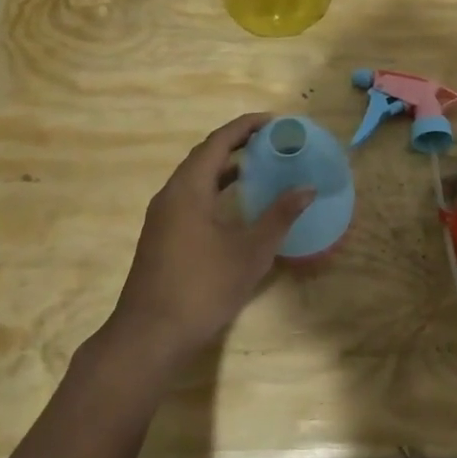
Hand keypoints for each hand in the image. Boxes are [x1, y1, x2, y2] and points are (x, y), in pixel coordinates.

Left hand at [99, 114, 312, 377]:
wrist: (149, 336)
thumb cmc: (202, 288)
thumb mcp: (250, 252)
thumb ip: (279, 216)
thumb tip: (306, 189)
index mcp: (188, 189)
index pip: (218, 142)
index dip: (245, 127)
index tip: (273, 121)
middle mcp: (170, 195)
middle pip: (204, 156)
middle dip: (236, 143)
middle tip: (270, 141)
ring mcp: (162, 217)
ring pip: (195, 178)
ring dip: (224, 167)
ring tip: (258, 165)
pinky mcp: (161, 236)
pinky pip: (190, 196)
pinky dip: (214, 188)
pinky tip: (234, 205)